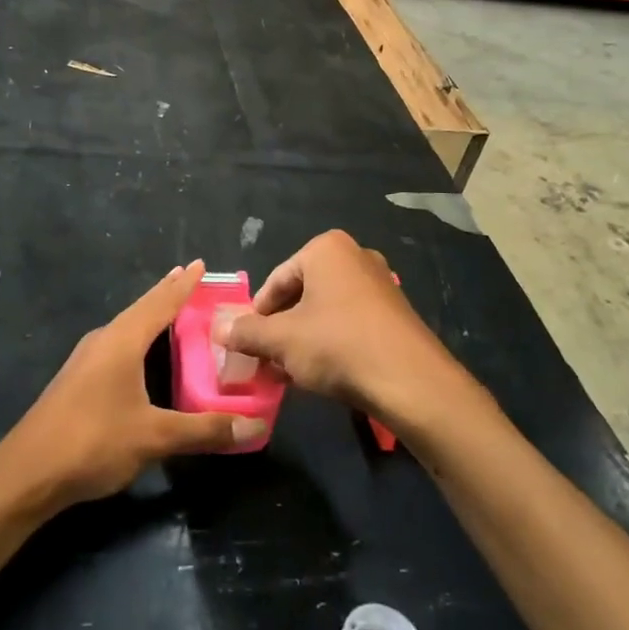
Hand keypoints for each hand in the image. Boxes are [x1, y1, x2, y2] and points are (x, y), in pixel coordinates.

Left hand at [0, 261, 266, 512]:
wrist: (26, 473)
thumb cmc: (93, 442)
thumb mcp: (154, 437)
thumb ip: (203, 430)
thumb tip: (254, 427)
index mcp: (122, 341)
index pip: (160, 303)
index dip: (183, 285)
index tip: (200, 263)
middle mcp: (102, 341)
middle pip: (140, 309)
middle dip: (166, 294)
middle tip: (190, 279)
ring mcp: (84, 361)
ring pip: (125, 328)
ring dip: (149, 316)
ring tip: (170, 310)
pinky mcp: (76, 382)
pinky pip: (115, 347)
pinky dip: (136, 339)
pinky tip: (140, 355)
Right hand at [219, 231, 475, 427]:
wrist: (411, 381)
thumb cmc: (337, 345)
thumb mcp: (282, 340)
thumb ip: (246, 332)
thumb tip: (217, 329)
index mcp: (326, 249)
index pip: (276, 280)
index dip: (256, 314)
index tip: (246, 344)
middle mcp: (355, 256)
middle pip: (301, 293)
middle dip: (280, 327)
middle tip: (266, 359)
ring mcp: (379, 284)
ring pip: (325, 310)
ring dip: (302, 339)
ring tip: (290, 372)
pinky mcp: (395, 313)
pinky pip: (349, 323)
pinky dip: (330, 343)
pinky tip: (321, 374)